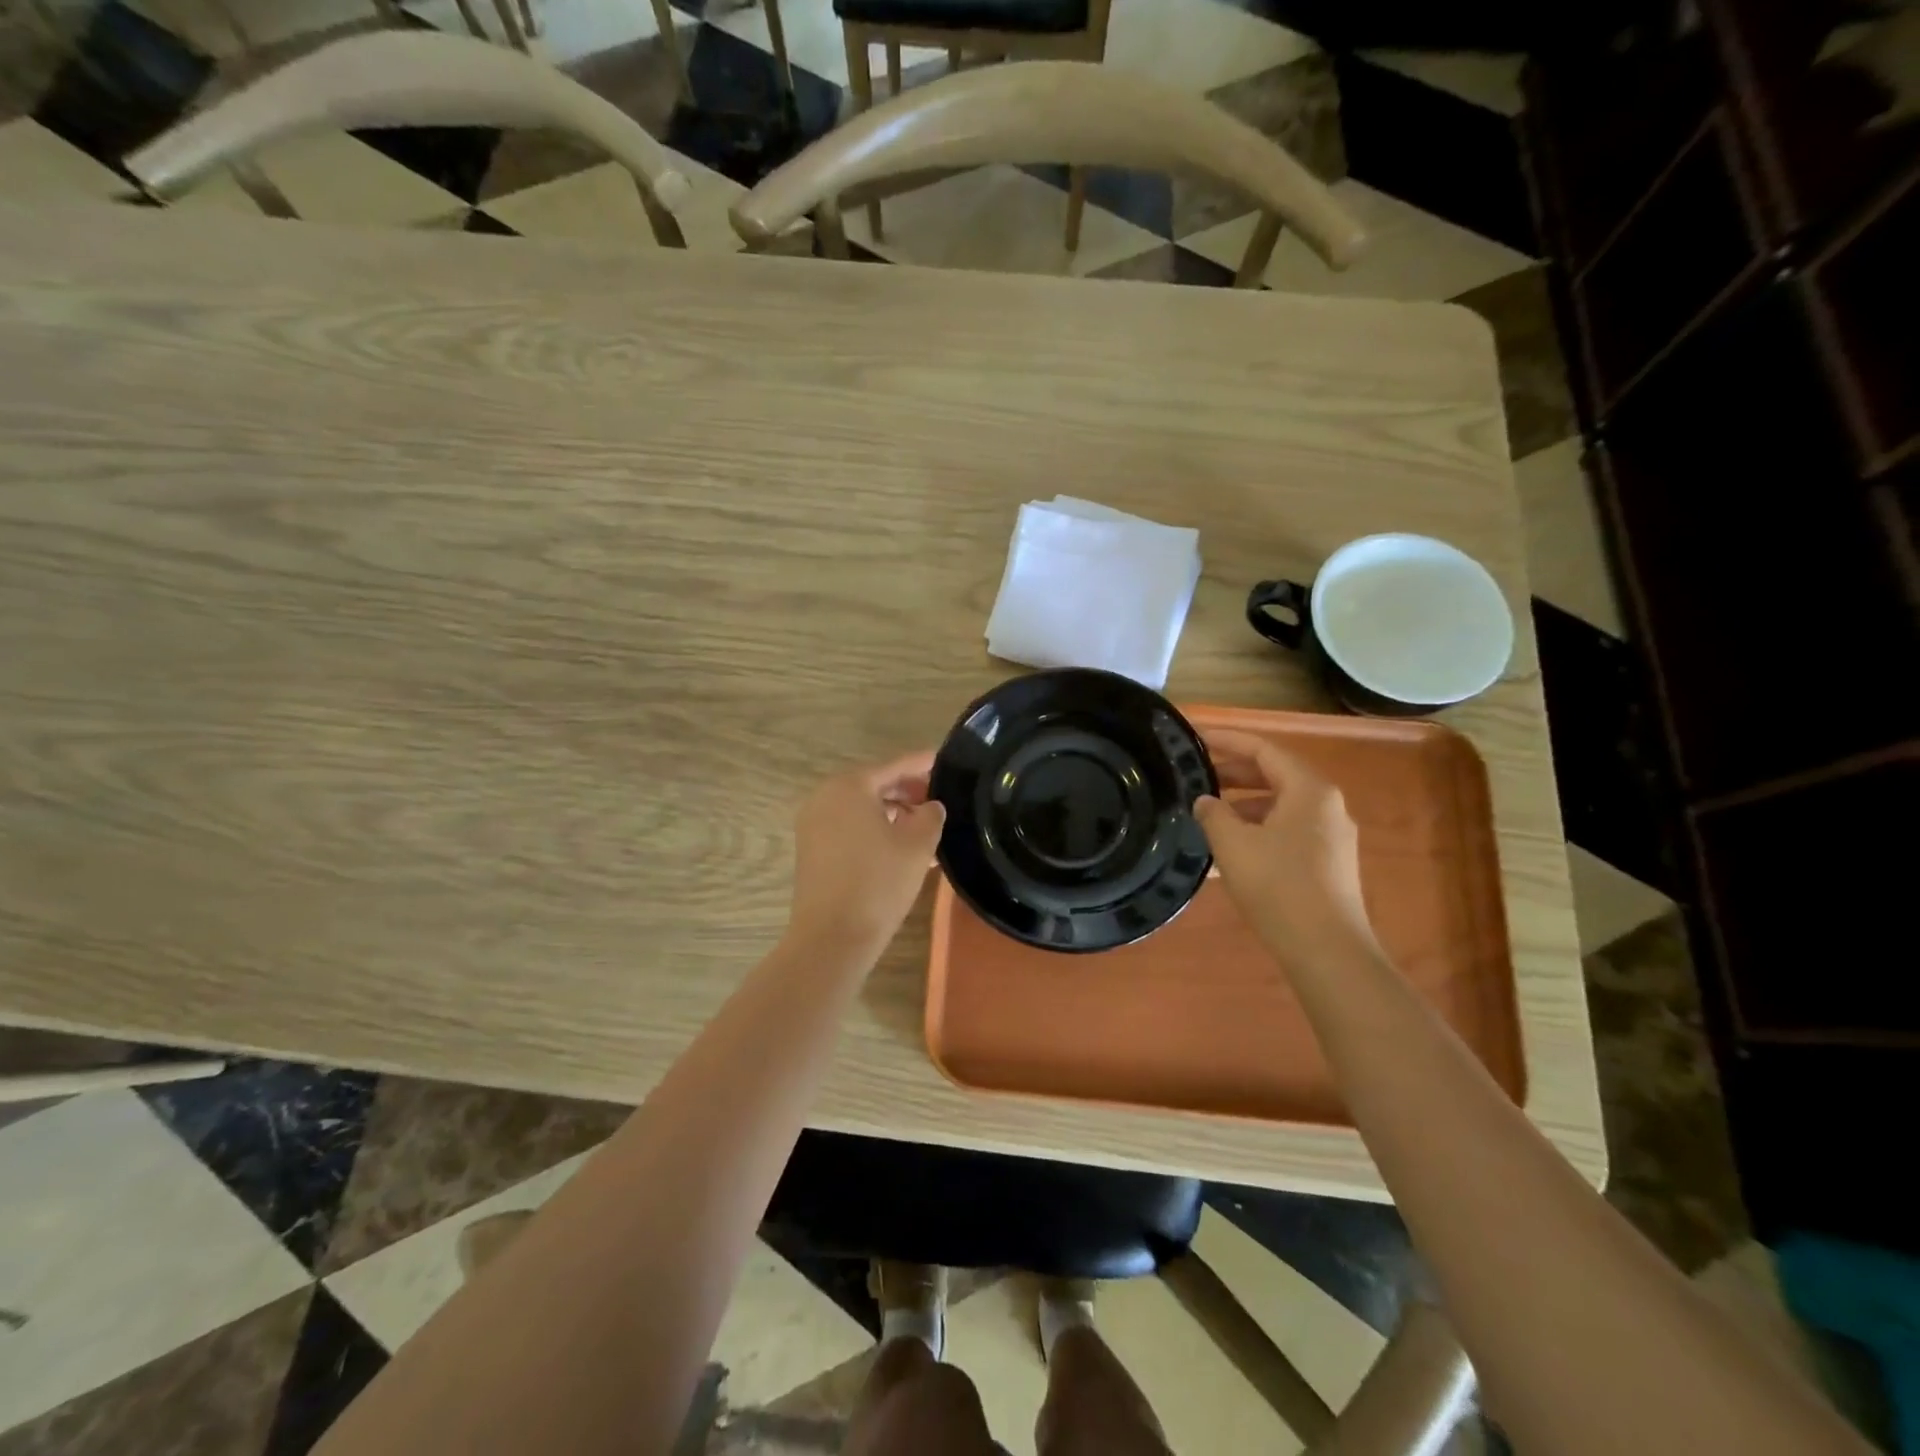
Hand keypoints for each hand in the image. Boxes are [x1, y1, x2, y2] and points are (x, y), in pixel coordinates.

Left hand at [787, 750, 946, 958]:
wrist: (832, 937)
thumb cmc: (879, 883)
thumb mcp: (918, 845)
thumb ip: (931, 815)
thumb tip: (930, 806)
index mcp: (850, 786)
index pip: (895, 766)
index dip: (923, 764)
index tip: (945, 760)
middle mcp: (825, 797)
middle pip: (875, 785)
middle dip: (908, 791)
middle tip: (940, 799)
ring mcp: (814, 824)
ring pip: (862, 809)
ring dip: (894, 814)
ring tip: (926, 828)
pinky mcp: (812, 850)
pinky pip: (849, 828)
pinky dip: (875, 830)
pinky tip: (902, 848)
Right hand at [1193, 729, 1378, 963]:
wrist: (1326, 950)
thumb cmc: (1278, 886)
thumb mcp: (1233, 844)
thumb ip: (1213, 814)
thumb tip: (1205, 801)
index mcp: (1309, 790)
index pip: (1264, 750)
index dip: (1227, 740)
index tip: (1195, 738)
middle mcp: (1326, 806)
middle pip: (1275, 775)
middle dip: (1234, 773)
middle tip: (1196, 775)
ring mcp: (1331, 837)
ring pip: (1280, 806)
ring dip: (1243, 805)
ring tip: (1206, 814)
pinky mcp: (1327, 864)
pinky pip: (1287, 832)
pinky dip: (1257, 830)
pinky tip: (1229, 850)